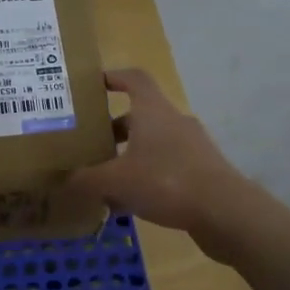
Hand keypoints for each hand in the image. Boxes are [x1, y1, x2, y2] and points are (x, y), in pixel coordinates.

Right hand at [68, 69, 257, 241]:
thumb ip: (86, 180)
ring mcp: (192, 146)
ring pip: (152, 144)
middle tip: (91, 146)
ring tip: (106, 180)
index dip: (114, 77)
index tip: (94, 84)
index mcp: (153, 111)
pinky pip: (166, 167)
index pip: (134, 79)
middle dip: (113, 130)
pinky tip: (130, 204)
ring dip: (129, 157)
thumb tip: (63, 180)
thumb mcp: (117, 181)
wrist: (225, 212)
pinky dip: (146, 178)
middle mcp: (173, 122)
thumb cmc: (166, 181)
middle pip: (139, 116)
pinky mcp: (202, 171)